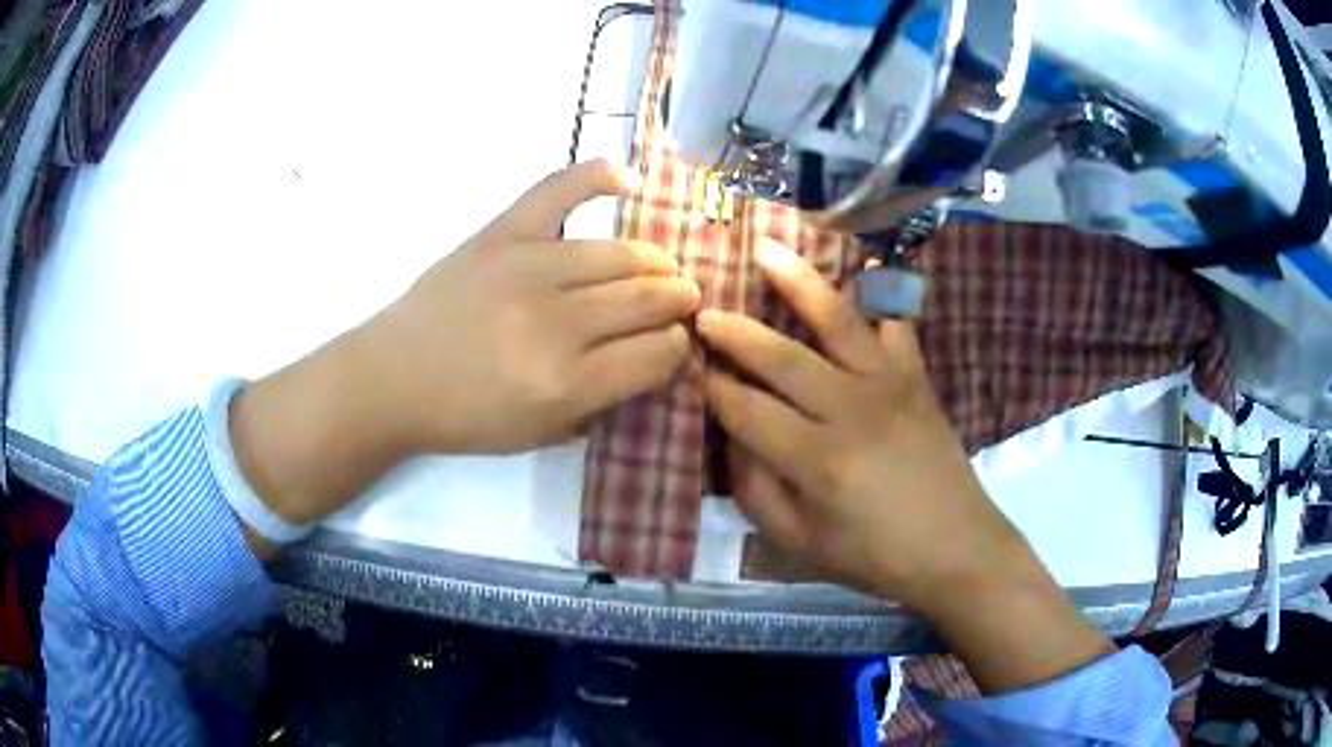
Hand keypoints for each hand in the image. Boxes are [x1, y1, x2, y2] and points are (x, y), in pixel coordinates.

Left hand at [363, 159, 698, 453]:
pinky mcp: (500, 234)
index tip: (677, 344)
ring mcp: (527, 268)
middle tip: (682, 302)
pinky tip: (629, 180)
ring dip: (656, 261)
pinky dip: (597, 176)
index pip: (656, 354)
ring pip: (620, 254)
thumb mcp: (541, 434)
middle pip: (647, 300)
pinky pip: (558, 190)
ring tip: (661, 269)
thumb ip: (603, 401)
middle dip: (678, 302)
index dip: (678, 348)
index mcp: (566, 384)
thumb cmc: (466, 417)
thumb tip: (655, 361)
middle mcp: (555, 323)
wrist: (392, 379)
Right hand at [699, 238, 1019, 606]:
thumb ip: (757, 490)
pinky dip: (882, 294)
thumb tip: (732, 438)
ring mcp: (889, 385)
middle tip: (703, 309)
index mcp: (817, 460)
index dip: (713, 387)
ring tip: (765, 247)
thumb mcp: (801, 543)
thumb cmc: (875, 556)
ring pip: (836, 320)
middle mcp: (850, 410)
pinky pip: (896, 324)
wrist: (957, 548)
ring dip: (797, 281)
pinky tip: (869, 265)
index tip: (689, 365)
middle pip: (780, 357)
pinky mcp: (917, 377)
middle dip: (735, 332)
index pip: (747, 411)